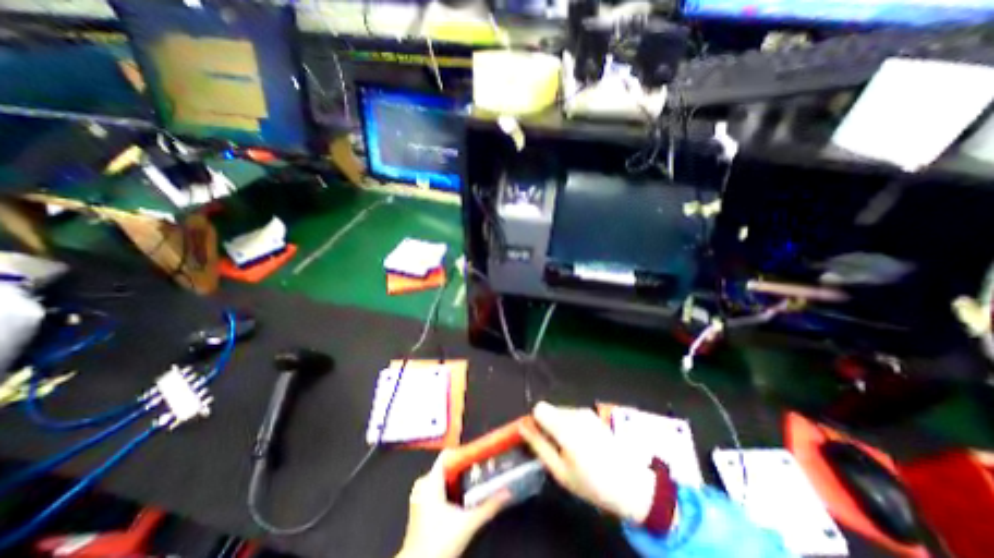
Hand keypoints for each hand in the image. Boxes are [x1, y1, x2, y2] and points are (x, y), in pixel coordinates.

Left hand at [394, 449, 507, 556]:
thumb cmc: (436, 546)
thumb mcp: (468, 524)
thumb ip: (488, 507)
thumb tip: (505, 494)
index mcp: (430, 481)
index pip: (448, 454)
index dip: (464, 452)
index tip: (478, 453)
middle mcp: (423, 485)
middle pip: (447, 466)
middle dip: (464, 468)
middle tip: (479, 470)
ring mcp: (419, 496)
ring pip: (442, 478)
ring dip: (458, 480)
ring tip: (473, 483)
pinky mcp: (420, 507)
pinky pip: (437, 488)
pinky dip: (450, 489)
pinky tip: (461, 499)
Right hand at [518, 401, 656, 521]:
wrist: (630, 483)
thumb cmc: (591, 482)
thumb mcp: (559, 470)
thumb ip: (538, 445)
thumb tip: (522, 427)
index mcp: (564, 425)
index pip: (538, 408)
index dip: (535, 423)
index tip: (540, 440)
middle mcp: (574, 412)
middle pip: (549, 409)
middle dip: (547, 425)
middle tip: (557, 450)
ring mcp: (586, 412)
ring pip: (560, 412)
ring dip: (559, 426)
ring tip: (571, 450)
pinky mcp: (593, 415)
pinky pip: (572, 414)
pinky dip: (571, 426)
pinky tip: (583, 445)